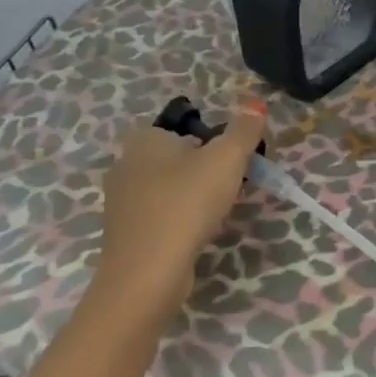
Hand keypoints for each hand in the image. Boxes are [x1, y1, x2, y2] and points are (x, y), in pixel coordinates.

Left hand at [92, 102, 266, 320]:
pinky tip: (195, 235)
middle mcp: (125, 163)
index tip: (234, 167)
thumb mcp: (226, 159)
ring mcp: (120, 200)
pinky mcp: (124, 232)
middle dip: (205, 173)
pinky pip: (160, 216)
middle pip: (179, 159)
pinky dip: (179, 221)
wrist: (147, 272)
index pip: (186, 129)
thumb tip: (255, 103)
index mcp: (144, 138)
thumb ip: (243, 130)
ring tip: (215, 215)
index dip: (214, 145)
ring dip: (193, 198)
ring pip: (169, 189)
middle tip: (230, 190)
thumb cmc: (187, 204)